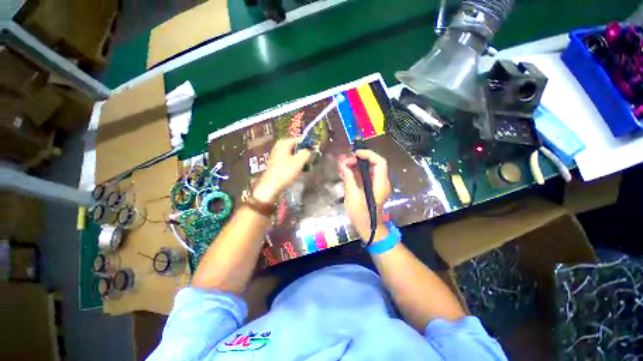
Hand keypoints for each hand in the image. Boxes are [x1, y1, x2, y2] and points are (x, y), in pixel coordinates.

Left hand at [253, 137, 311, 202]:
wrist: (271, 185)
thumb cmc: (285, 171)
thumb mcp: (299, 161)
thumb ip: (306, 153)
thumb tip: (309, 150)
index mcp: (284, 143)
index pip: (299, 139)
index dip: (308, 143)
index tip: (315, 149)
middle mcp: (279, 146)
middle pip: (295, 145)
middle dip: (303, 150)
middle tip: (310, 157)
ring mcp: (276, 154)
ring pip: (291, 152)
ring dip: (299, 157)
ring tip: (306, 163)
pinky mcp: (276, 162)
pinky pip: (288, 158)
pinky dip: (294, 161)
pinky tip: (298, 168)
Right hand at [338, 150, 391, 241]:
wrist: (369, 229)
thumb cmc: (362, 215)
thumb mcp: (353, 196)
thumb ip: (349, 178)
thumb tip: (343, 164)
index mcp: (380, 183)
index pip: (379, 162)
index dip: (368, 154)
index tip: (354, 154)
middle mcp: (381, 182)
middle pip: (373, 164)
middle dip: (358, 160)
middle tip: (344, 162)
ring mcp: (376, 185)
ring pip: (368, 170)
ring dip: (356, 166)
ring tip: (342, 166)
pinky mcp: (371, 188)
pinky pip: (365, 176)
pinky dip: (355, 173)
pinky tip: (345, 173)